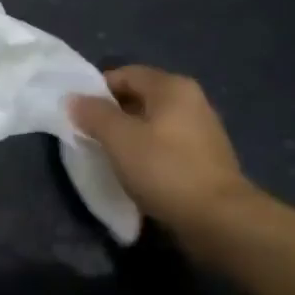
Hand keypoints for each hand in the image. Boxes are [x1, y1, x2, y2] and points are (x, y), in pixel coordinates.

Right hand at [67, 66, 265, 252]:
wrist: (220, 221)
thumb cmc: (165, 170)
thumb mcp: (119, 139)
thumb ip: (94, 114)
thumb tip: (74, 98)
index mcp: (172, 87)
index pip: (125, 74)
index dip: (97, 90)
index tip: (78, 113)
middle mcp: (191, 101)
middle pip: (140, 97)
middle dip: (112, 114)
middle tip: (89, 135)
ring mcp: (202, 131)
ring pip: (153, 123)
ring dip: (129, 136)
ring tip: (109, 156)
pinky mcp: (206, 159)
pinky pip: (166, 145)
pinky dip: (148, 153)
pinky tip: (135, 172)